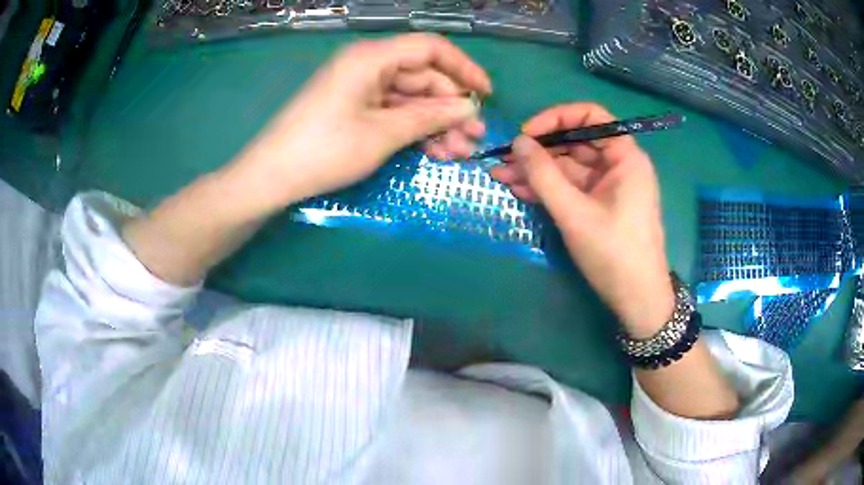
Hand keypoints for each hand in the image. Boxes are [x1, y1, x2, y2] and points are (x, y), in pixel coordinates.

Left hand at [236, 33, 490, 206]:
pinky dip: (414, 129)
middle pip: (422, 77)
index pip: (430, 49)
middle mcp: (368, 65)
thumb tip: (467, 108)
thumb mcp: (382, 133)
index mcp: (372, 57)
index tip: (486, 94)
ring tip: (459, 153)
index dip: (463, 68)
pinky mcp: (354, 106)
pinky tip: (434, 152)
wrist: (272, 176)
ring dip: (436, 124)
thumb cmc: (325, 150)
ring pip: (410, 98)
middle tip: (474, 139)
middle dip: (451, 108)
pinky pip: (393, 111)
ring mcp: (360, 87)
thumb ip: (429, 116)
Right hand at [490, 103, 672, 336]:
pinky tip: (519, 190)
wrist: (637, 300)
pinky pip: (571, 188)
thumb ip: (544, 175)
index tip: (527, 133)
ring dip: (537, 171)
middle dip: (539, 150)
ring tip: (500, 176)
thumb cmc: (613, 253)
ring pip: (569, 167)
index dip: (557, 118)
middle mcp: (618, 165)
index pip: (591, 117)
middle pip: (575, 143)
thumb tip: (518, 142)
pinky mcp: (599, 206)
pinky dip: (548, 189)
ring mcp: (608, 187)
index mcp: (625, 157)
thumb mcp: (574, 213)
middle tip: (504, 160)